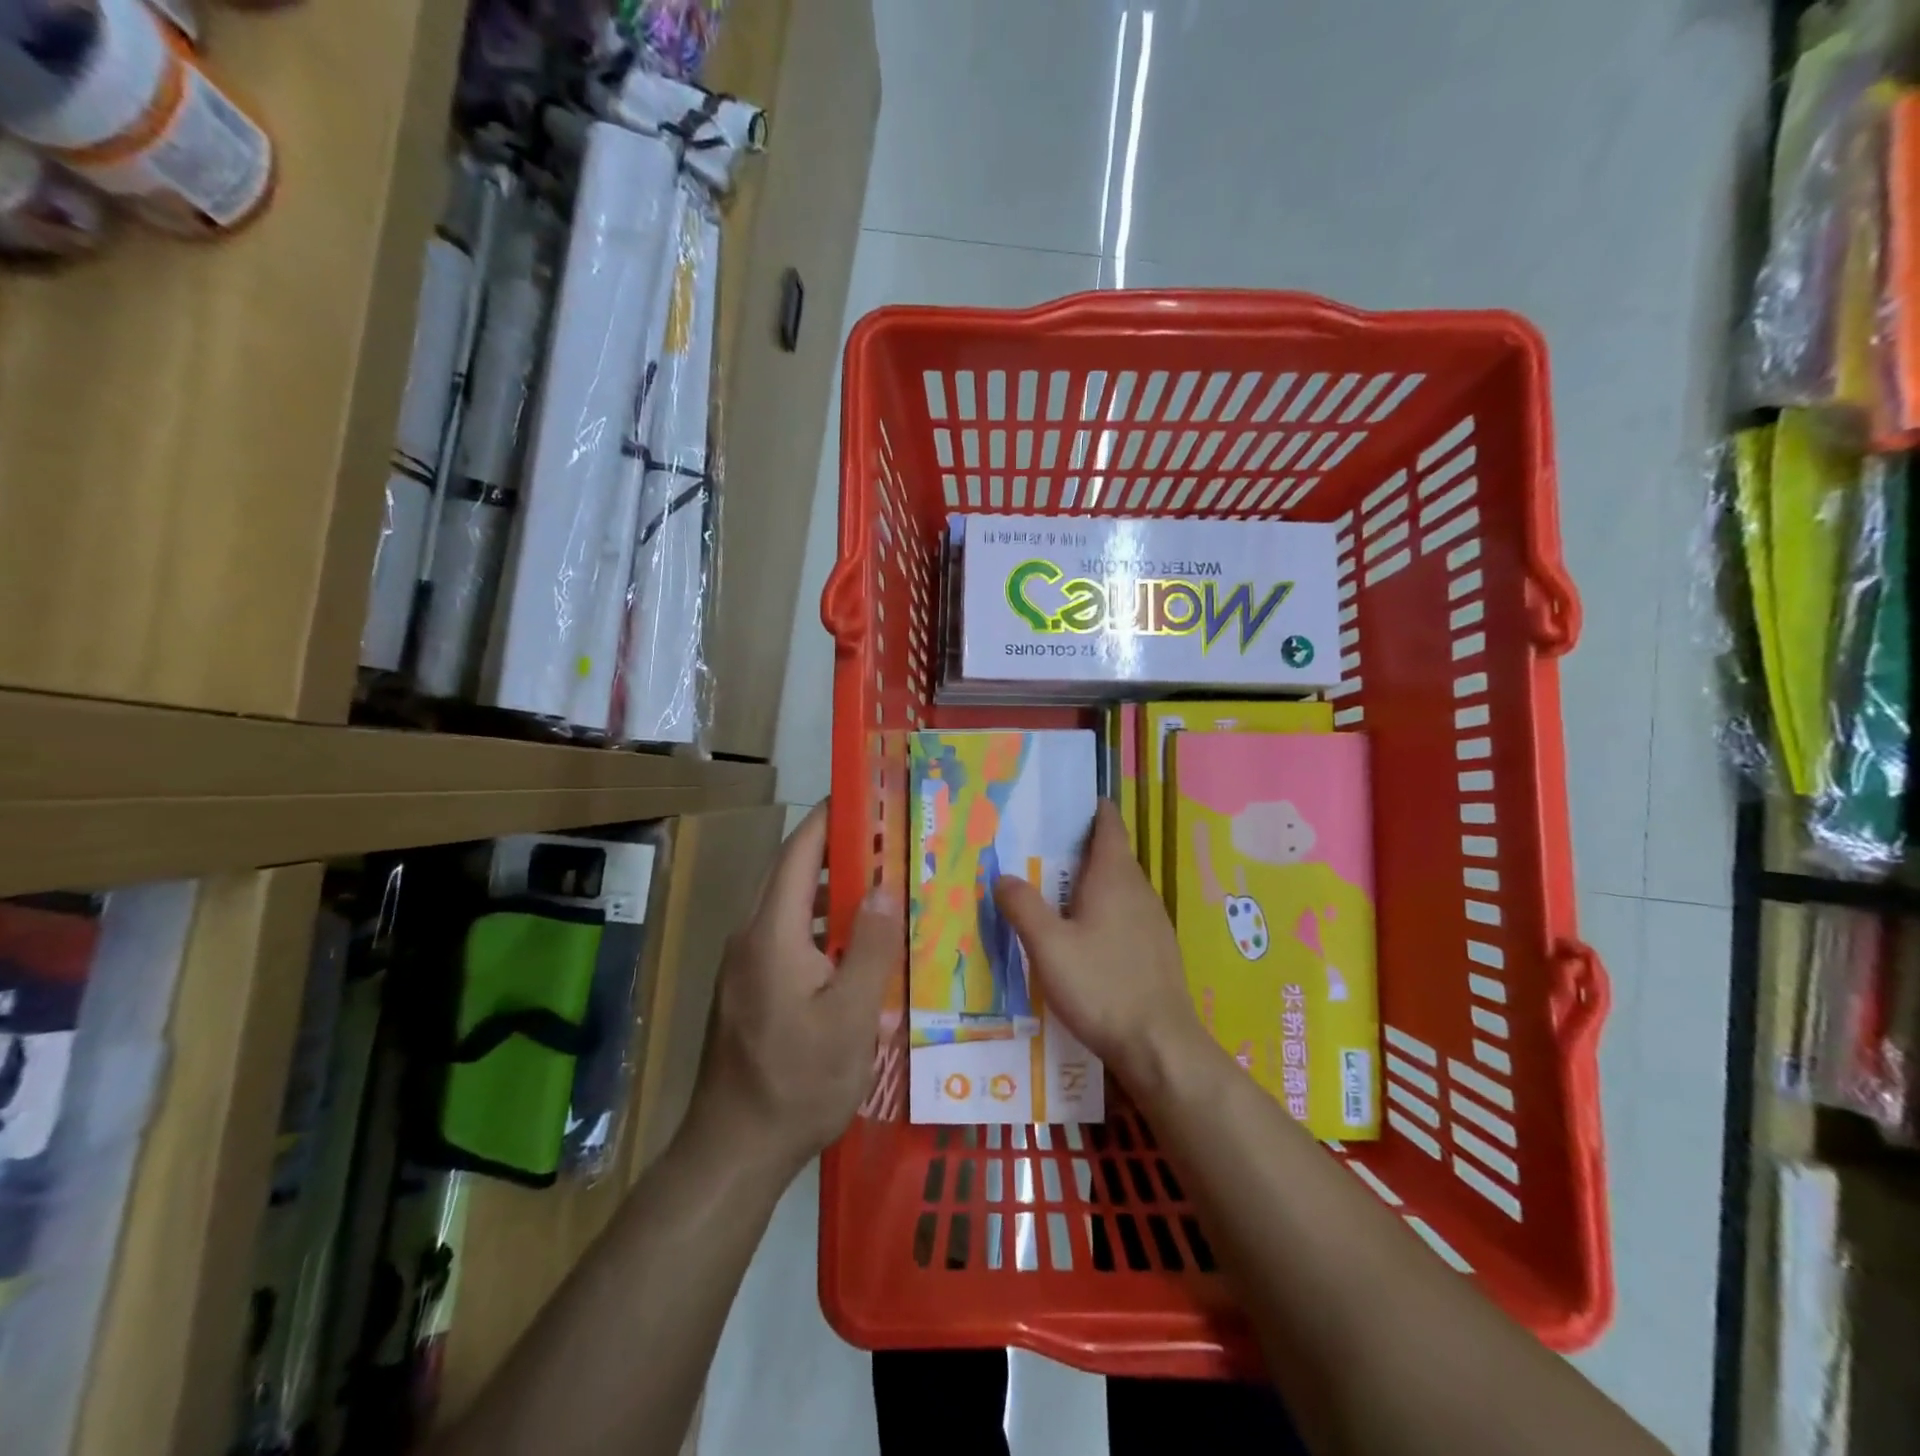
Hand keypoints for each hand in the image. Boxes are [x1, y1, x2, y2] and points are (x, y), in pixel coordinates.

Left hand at [690, 803, 902, 1174]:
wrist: (733, 1151)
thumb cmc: (798, 1082)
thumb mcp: (851, 1018)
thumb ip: (871, 948)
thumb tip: (886, 887)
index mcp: (772, 933)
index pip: (799, 853)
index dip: (828, 818)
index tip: (864, 796)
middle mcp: (751, 937)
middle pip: (792, 875)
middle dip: (836, 851)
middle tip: (887, 840)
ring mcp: (744, 965)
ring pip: (791, 909)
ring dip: (831, 892)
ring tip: (881, 888)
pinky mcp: (747, 990)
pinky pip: (786, 938)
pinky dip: (821, 927)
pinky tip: (855, 949)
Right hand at [992, 802, 1207, 1095]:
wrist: (1160, 1046)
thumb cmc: (1102, 986)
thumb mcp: (1048, 946)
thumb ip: (1023, 906)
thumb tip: (1003, 876)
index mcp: (1115, 876)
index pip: (1108, 823)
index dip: (1088, 808)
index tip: (1060, 806)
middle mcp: (1139, 889)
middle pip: (1111, 852)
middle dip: (1079, 846)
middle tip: (1038, 851)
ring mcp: (1152, 920)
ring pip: (1119, 885)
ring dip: (1090, 881)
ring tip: (1053, 891)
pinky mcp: (1156, 948)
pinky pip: (1126, 912)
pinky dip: (1103, 909)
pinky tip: (1083, 935)